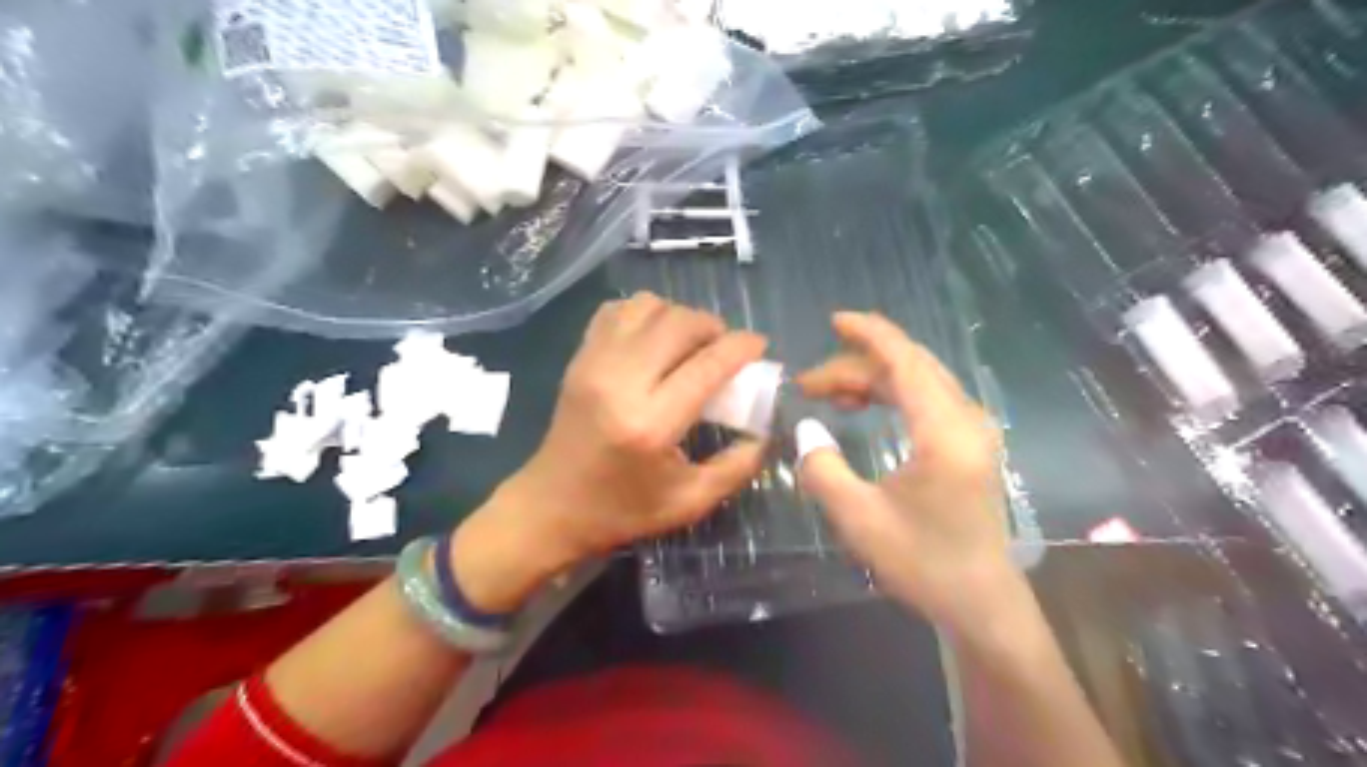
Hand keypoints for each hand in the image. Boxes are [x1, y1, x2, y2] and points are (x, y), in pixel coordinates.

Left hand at [449, 290, 766, 609]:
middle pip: (679, 323)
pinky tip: (654, 340)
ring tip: (689, 343)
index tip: (759, 345)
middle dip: (713, 326)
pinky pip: (616, 311)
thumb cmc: (622, 511)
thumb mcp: (690, 502)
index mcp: (651, 424)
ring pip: (647, 307)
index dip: (741, 347)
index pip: (707, 364)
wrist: (552, 507)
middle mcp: (620, 382)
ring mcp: (594, 364)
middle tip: (725, 347)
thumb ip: (737, 467)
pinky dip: (643, 314)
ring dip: (678, 317)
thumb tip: (766, 432)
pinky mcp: (579, 358)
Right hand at [791, 308, 1012, 627]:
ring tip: (828, 395)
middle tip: (809, 384)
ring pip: (917, 380)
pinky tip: (862, 407)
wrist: (980, 601)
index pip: (906, 361)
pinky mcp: (969, 443)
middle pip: (909, 366)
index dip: (870, 334)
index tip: (834, 320)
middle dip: (856, 364)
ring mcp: (973, 430)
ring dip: (871, 379)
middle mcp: (966, 420)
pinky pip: (926, 398)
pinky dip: (890, 393)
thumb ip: (823, 469)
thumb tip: (807, 428)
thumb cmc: (923, 563)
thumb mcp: (859, 520)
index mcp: (945, 432)